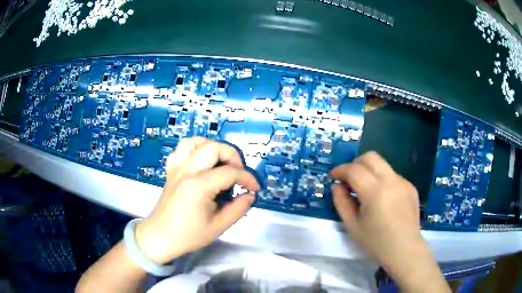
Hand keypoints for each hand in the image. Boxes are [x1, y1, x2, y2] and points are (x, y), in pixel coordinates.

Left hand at [135, 137, 259, 264]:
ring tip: (220, 162)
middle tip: (238, 173)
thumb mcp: (218, 227)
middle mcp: (187, 171)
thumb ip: (238, 209)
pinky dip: (194, 150)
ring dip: (212, 147)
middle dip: (232, 156)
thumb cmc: (188, 235)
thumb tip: (249, 195)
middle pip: (214, 147)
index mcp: (199, 186)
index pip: (230, 172)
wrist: (160, 236)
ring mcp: (177, 168)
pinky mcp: (171, 171)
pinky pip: (181, 150)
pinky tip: (200, 163)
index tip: (254, 188)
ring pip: (195, 141)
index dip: (247, 178)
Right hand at [331, 151, 449, 292]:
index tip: (333, 176)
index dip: (340, 170)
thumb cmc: (376, 242)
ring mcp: (403, 182)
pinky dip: (381, 180)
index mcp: (375, 193)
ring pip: (382, 165)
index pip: (354, 169)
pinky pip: (392, 175)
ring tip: (365, 190)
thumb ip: (341, 202)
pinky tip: (382, 198)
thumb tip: (337, 186)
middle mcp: (391, 181)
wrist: (404, 249)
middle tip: (348, 178)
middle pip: (371, 157)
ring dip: (369, 171)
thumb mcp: (352, 226)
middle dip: (355, 163)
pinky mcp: (410, 186)